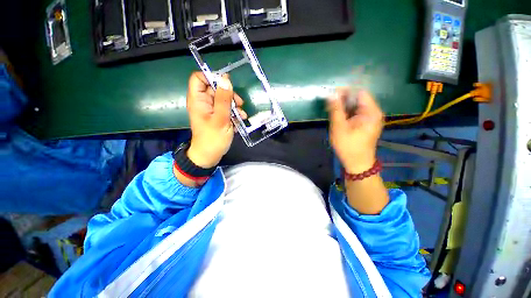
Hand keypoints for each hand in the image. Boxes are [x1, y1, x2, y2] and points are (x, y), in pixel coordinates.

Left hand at [186, 72, 246, 167]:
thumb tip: (225, 79)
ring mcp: (211, 109)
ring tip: (242, 115)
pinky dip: (234, 112)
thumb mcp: (221, 118)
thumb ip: (223, 99)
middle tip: (239, 104)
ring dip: (234, 105)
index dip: (212, 77)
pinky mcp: (218, 116)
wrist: (210, 155)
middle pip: (215, 88)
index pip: (199, 77)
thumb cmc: (213, 138)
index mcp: (198, 100)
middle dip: (229, 94)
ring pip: (223, 99)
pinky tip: (240, 120)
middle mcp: (203, 102)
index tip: (227, 85)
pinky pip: (226, 108)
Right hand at [328, 88, 383, 173]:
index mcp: (371, 112)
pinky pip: (355, 113)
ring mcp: (370, 118)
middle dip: (343, 99)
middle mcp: (373, 112)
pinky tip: (338, 117)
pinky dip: (346, 113)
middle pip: (358, 99)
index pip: (359, 92)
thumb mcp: (339, 127)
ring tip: (331, 110)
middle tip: (329, 104)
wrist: (357, 163)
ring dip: (343, 106)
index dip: (345, 91)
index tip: (331, 94)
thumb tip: (331, 94)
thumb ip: (335, 110)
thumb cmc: (348, 146)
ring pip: (355, 106)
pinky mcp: (365, 123)